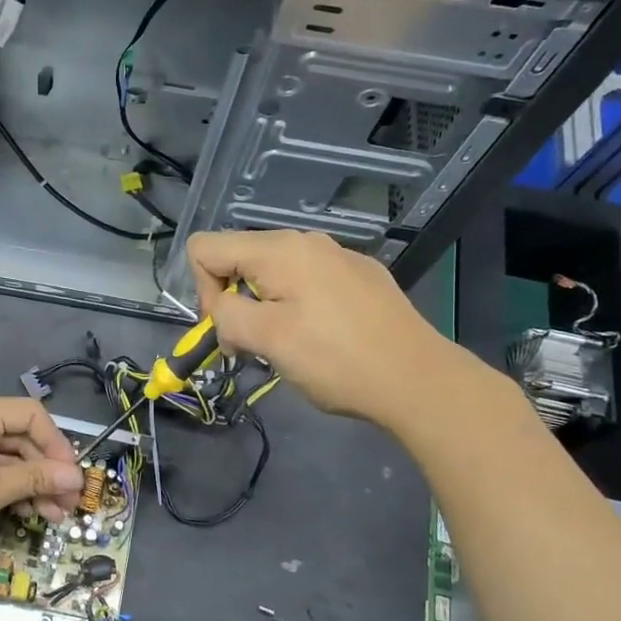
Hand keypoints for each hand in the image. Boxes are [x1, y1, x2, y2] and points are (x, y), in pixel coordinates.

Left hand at [0, 398, 83, 562]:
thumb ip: (36, 478)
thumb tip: (76, 477)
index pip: (31, 415)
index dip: (57, 445)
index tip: (73, 479)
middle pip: (20, 437)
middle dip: (46, 470)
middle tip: (68, 506)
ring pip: (5, 456)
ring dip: (30, 484)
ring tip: (51, 517)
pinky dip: (6, 487)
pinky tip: (23, 512)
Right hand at [188, 229, 469, 430]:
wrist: (418, 379)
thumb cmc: (336, 360)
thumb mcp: (267, 340)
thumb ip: (226, 315)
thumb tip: (221, 309)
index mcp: (279, 250)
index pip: (205, 247)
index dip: (202, 290)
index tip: (228, 328)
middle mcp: (305, 241)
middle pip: (238, 256)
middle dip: (231, 299)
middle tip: (251, 344)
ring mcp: (336, 256)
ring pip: (271, 271)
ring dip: (262, 306)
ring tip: (284, 345)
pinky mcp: (358, 276)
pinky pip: (305, 280)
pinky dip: (294, 305)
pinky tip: (320, 337)